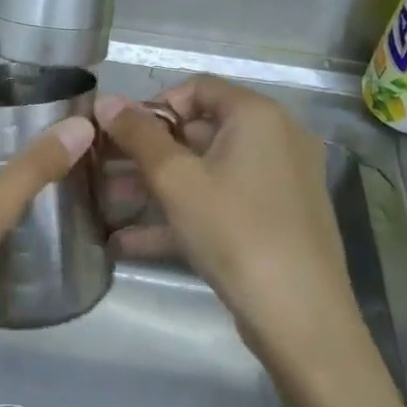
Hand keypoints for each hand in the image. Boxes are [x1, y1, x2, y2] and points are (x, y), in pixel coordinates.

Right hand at [97, 76, 361, 377]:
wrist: (300, 317)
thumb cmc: (235, 231)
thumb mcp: (176, 180)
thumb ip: (138, 135)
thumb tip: (105, 100)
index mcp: (257, 115)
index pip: (196, 88)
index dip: (152, 106)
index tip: (119, 134)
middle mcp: (276, 138)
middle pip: (200, 129)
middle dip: (147, 150)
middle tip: (105, 168)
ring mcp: (279, 181)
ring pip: (207, 170)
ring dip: (157, 183)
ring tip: (109, 202)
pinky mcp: (276, 219)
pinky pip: (221, 202)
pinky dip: (182, 212)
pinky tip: (130, 240)